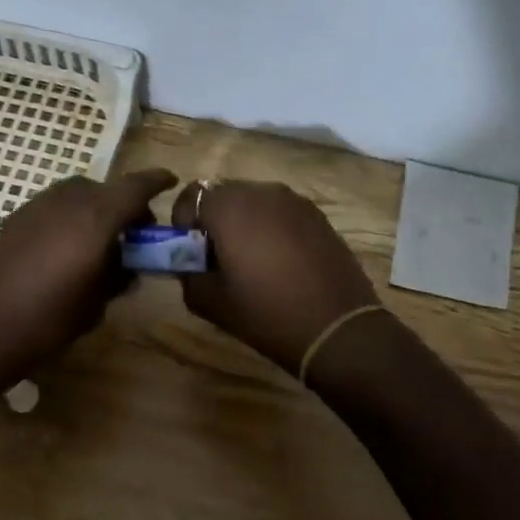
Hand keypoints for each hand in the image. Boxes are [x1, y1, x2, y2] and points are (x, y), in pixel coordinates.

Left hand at [0, 168, 177, 393]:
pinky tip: (66, 248)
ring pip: (76, 194)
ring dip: (95, 208)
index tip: (171, 181)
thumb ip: (117, 277)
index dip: (156, 181)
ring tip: (99, 242)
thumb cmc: (46, 321)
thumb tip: (127, 267)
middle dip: (124, 203)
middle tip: (133, 233)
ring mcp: (35, 206)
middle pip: (104, 188)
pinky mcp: (13, 219)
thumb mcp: (94, 304)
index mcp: (95, 218)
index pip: (135, 187)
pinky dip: (69, 216)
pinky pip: (53, 206)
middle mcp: (66, 201)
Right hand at [170, 179, 378, 373]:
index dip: (183, 222)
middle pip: (222, 195)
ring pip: (253, 202)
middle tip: (218, 258)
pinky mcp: (317, 215)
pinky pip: (280, 212)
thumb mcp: (210, 302)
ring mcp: (294, 201)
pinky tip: (280, 262)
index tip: (191, 253)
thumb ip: (187, 275)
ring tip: (251, 261)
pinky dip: (271, 228)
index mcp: (229, 207)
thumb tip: (188, 264)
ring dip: (243, 223)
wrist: (336, 327)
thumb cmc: (266, 313)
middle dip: (213, 220)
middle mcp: (261, 192)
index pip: (190, 196)